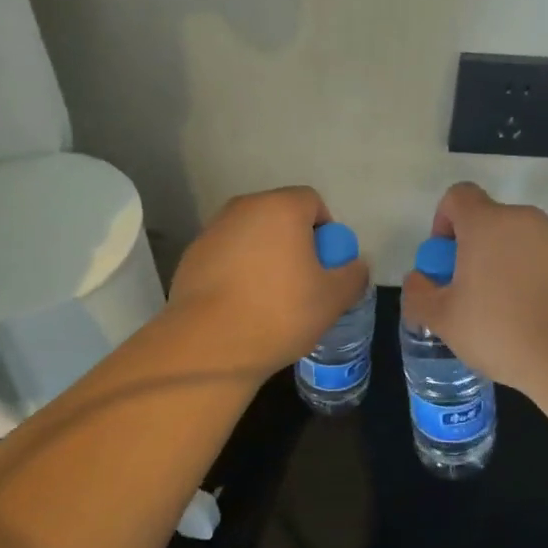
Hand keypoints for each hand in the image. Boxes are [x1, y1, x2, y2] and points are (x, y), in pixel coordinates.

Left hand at [167, 187, 368, 377]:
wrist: (210, 345)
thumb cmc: (280, 312)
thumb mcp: (333, 298)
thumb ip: (353, 274)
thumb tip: (356, 265)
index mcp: (281, 207)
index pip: (312, 202)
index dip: (326, 231)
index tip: (325, 266)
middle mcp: (243, 208)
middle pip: (280, 216)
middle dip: (294, 242)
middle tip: (302, 282)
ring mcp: (212, 231)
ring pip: (251, 236)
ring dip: (265, 256)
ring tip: (270, 298)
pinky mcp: (190, 257)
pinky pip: (226, 255)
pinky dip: (238, 271)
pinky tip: (241, 305)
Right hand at [400, 182, 547, 389]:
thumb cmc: (502, 330)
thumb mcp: (444, 320)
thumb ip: (419, 295)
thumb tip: (418, 280)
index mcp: (487, 223)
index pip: (458, 196)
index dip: (443, 221)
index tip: (445, 261)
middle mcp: (523, 219)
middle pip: (489, 221)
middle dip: (474, 250)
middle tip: (469, 293)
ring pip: (518, 241)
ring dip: (504, 264)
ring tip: (503, 311)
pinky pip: (545, 260)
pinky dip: (533, 278)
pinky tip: (533, 317)